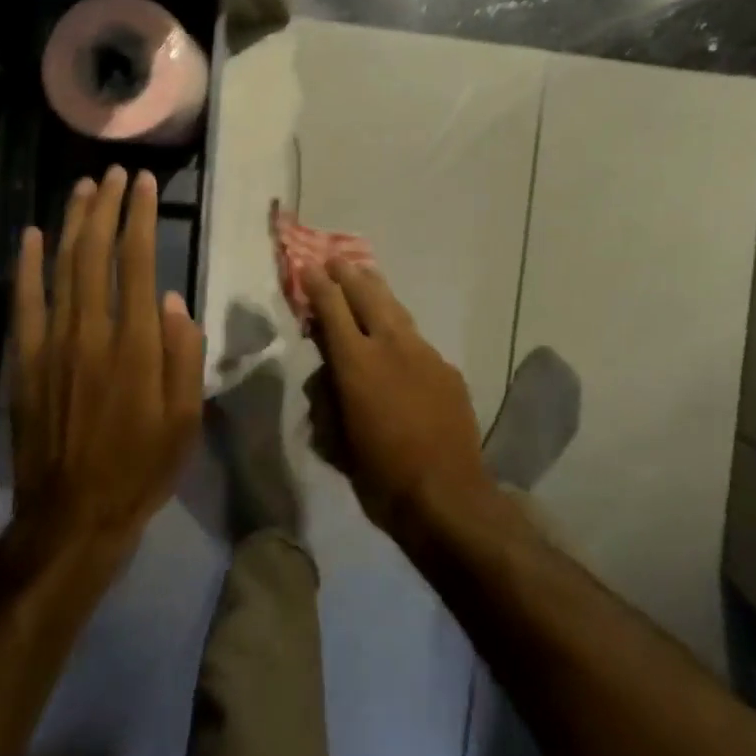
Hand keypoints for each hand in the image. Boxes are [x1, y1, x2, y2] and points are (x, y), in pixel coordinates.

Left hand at [7, 167, 203, 561]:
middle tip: (115, 173)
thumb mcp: (185, 417)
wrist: (72, 519)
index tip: (144, 184)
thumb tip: (175, 301)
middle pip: (95, 253)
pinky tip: (31, 236)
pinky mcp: (25, 362)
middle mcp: (92, 332)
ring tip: (83, 187)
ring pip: (61, 268)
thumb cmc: (141, 466)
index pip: (138, 262)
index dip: (139, 217)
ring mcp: (52, 345)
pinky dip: (26, 266)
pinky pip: (25, 303)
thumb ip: (183, 354)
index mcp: (136, 344)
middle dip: (106, 207)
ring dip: (72, 223)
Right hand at [303, 261, 494, 539]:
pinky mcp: (446, 368)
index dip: (318, 285)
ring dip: (378, 293)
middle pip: (368, 295)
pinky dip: (401, 332)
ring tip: (367, 277)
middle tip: (335, 260)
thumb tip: (329, 375)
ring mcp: (424, 353)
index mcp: (357, 363)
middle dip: (349, 275)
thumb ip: (330, 399)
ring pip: (396, 310)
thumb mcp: (337, 441)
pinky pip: (417, 340)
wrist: (447, 495)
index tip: (308, 267)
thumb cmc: (380, 476)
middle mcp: (391, 345)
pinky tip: (399, 340)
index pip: (332, 310)